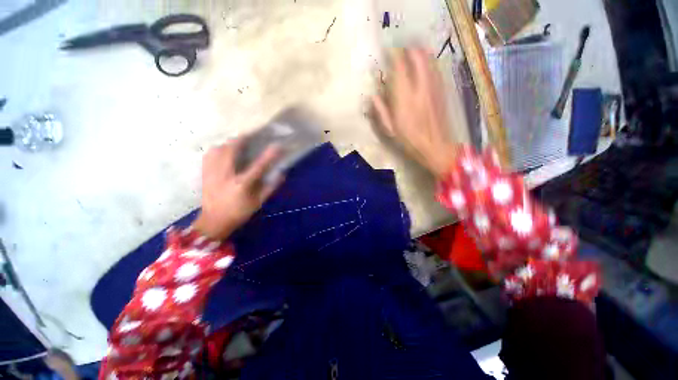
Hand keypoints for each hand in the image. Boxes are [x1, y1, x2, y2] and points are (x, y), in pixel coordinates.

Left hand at [193, 138, 280, 240]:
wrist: (213, 222)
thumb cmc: (239, 213)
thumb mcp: (258, 203)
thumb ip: (270, 188)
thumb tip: (281, 173)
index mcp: (242, 184)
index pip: (258, 166)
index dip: (269, 155)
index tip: (277, 145)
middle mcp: (226, 175)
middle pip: (231, 150)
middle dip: (241, 140)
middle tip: (249, 135)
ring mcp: (212, 173)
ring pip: (218, 150)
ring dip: (228, 144)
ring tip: (236, 143)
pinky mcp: (204, 174)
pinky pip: (208, 155)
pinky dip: (216, 149)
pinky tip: (222, 150)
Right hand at [372, 48, 458, 177]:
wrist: (435, 145)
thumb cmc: (409, 140)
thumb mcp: (390, 129)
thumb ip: (381, 111)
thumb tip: (373, 96)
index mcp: (404, 98)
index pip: (399, 68)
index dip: (394, 55)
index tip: (389, 51)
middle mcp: (420, 87)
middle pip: (417, 57)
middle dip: (410, 48)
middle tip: (402, 47)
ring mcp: (433, 87)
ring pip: (429, 60)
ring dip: (421, 52)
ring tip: (413, 50)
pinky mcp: (442, 91)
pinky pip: (436, 70)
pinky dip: (429, 63)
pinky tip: (426, 64)